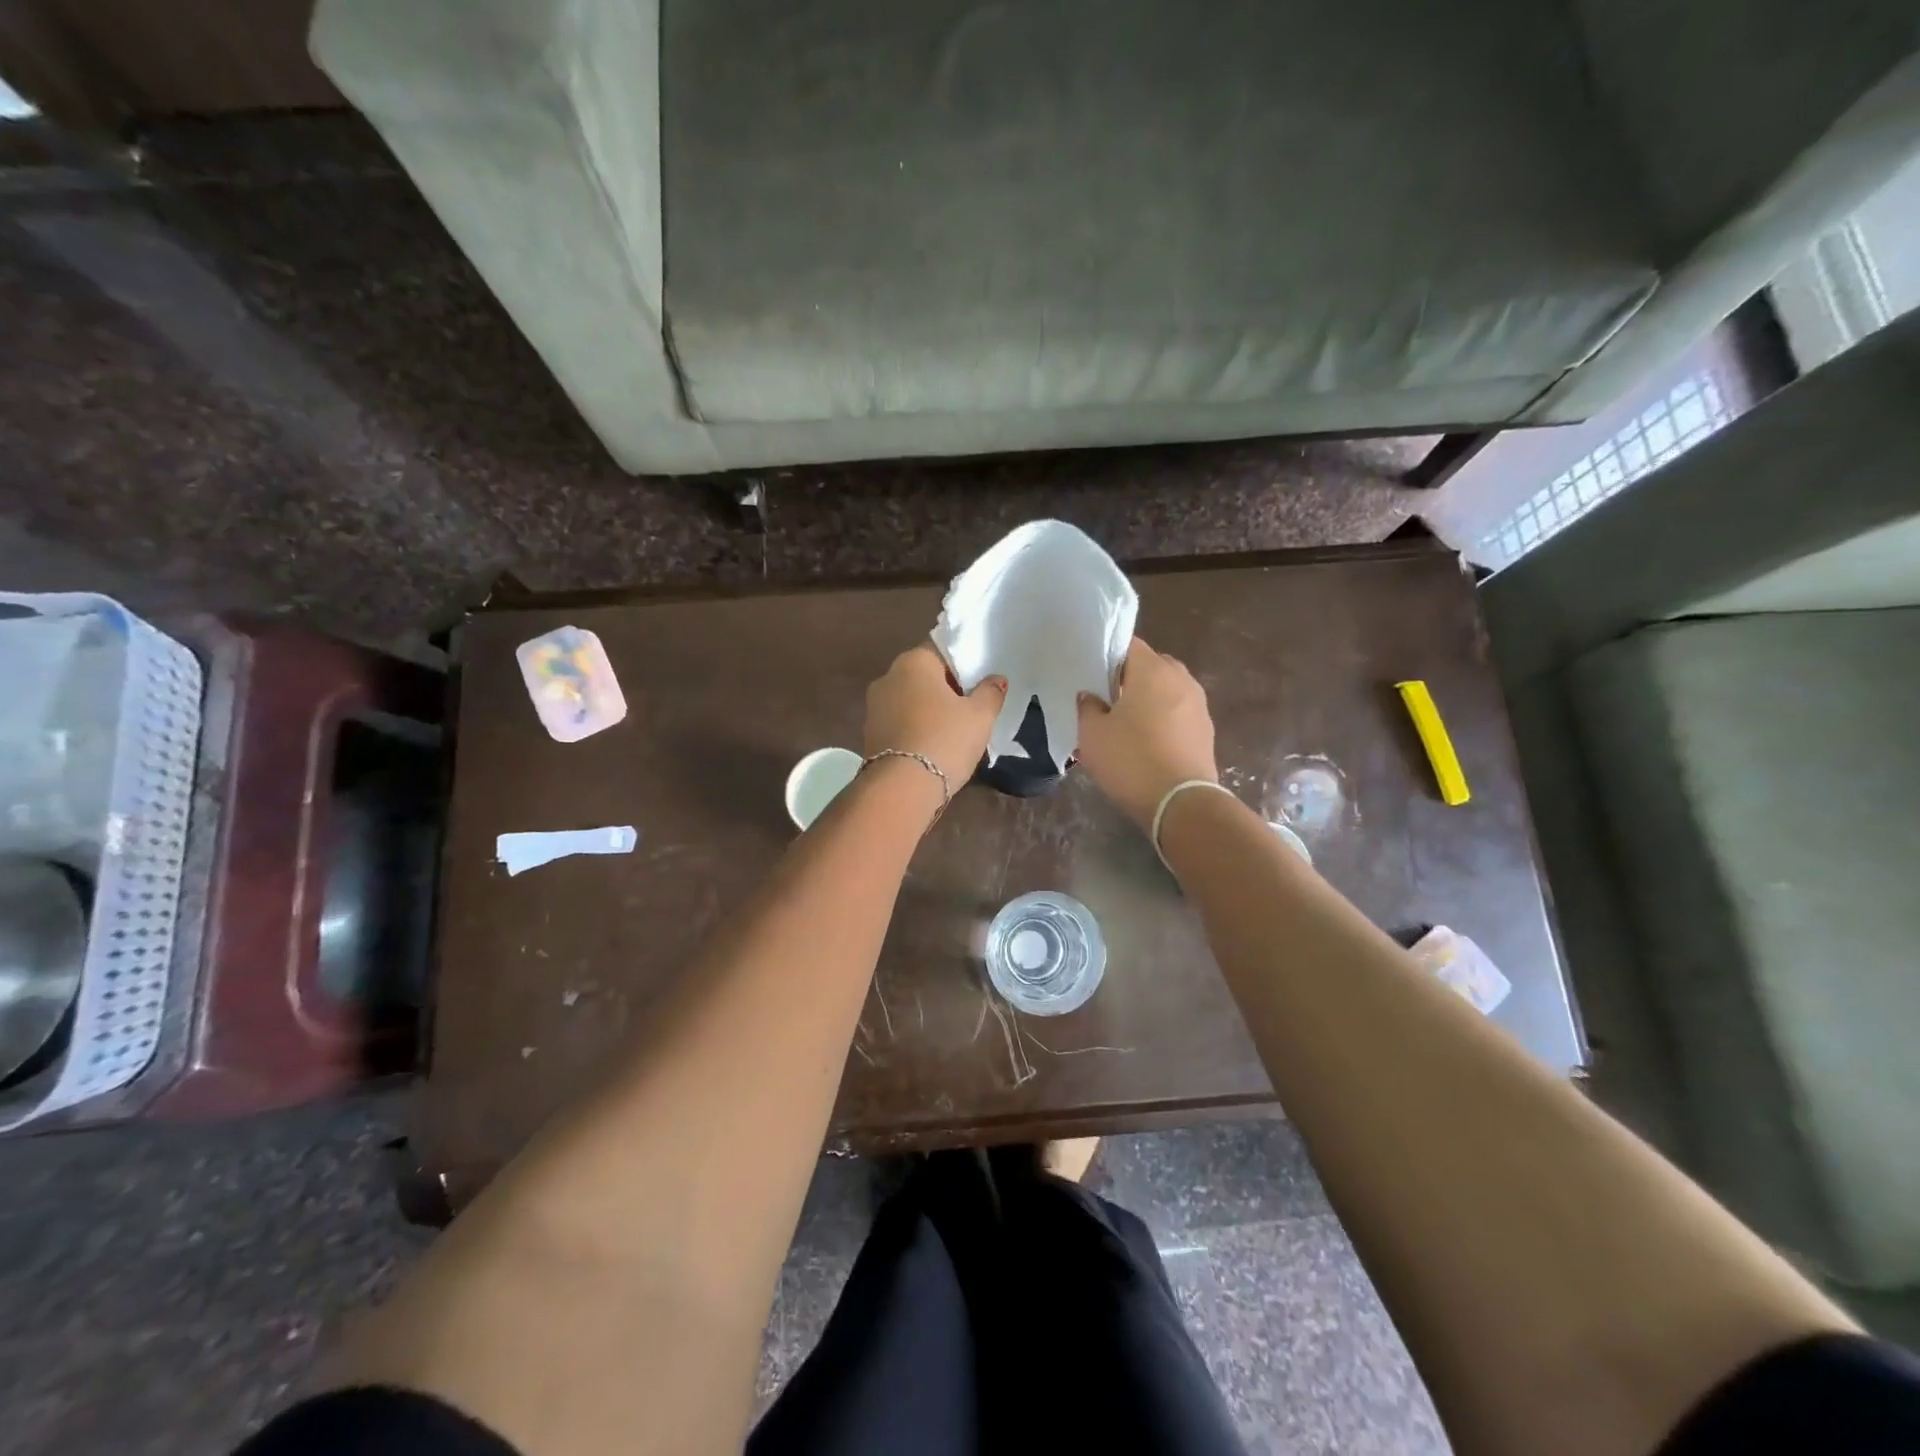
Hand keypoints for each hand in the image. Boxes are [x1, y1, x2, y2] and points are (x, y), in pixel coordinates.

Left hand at [864, 644, 1006, 789]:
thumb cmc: (945, 740)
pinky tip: (933, 745)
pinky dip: (916, 728)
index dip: (963, 664)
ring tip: (954, 730)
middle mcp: (887, 677)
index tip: (979, 682)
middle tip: (971, 706)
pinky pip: (900, 722)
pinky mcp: (870, 734)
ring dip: (929, 710)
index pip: (941, 650)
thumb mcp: (980, 716)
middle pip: (923, 675)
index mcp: (913, 662)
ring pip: (910, 700)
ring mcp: (874, 707)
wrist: (902, 789)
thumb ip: (990, 692)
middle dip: (946, 688)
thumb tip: (995, 680)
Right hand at [1076, 638, 1217, 828]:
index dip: (1106, 656)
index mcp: (1152, 669)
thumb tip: (1092, 696)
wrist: (1180, 803)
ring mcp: (1198, 704)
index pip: (1127, 644)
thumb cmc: (1130, 760)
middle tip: (1105, 701)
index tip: (1090, 675)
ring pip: (1165, 691)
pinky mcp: (1206, 730)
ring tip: (1125, 725)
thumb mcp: (1092, 734)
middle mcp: (1180, 678)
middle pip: (1149, 666)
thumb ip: (1087, 707)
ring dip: (1147, 701)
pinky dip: (1162, 721)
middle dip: (1128, 679)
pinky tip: (1146, 744)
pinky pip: (1177, 714)